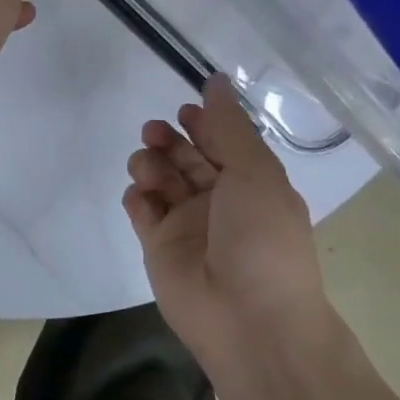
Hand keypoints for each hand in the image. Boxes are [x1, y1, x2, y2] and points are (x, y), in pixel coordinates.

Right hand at [123, 74, 333, 368]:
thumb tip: (215, 79)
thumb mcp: (255, 173)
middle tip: (155, 133)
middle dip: (169, 139)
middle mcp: (218, 201)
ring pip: (160, 178)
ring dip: (151, 163)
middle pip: (186, 157)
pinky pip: (141, 209)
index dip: (203, 122)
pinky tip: (143, 196)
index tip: (185, 109)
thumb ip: (229, 126)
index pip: (222, 143)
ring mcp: (186, 224)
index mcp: (251, 184)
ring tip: (150, 168)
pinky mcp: (158, 246)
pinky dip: (137, 195)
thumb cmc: (262, 239)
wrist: (248, 320)